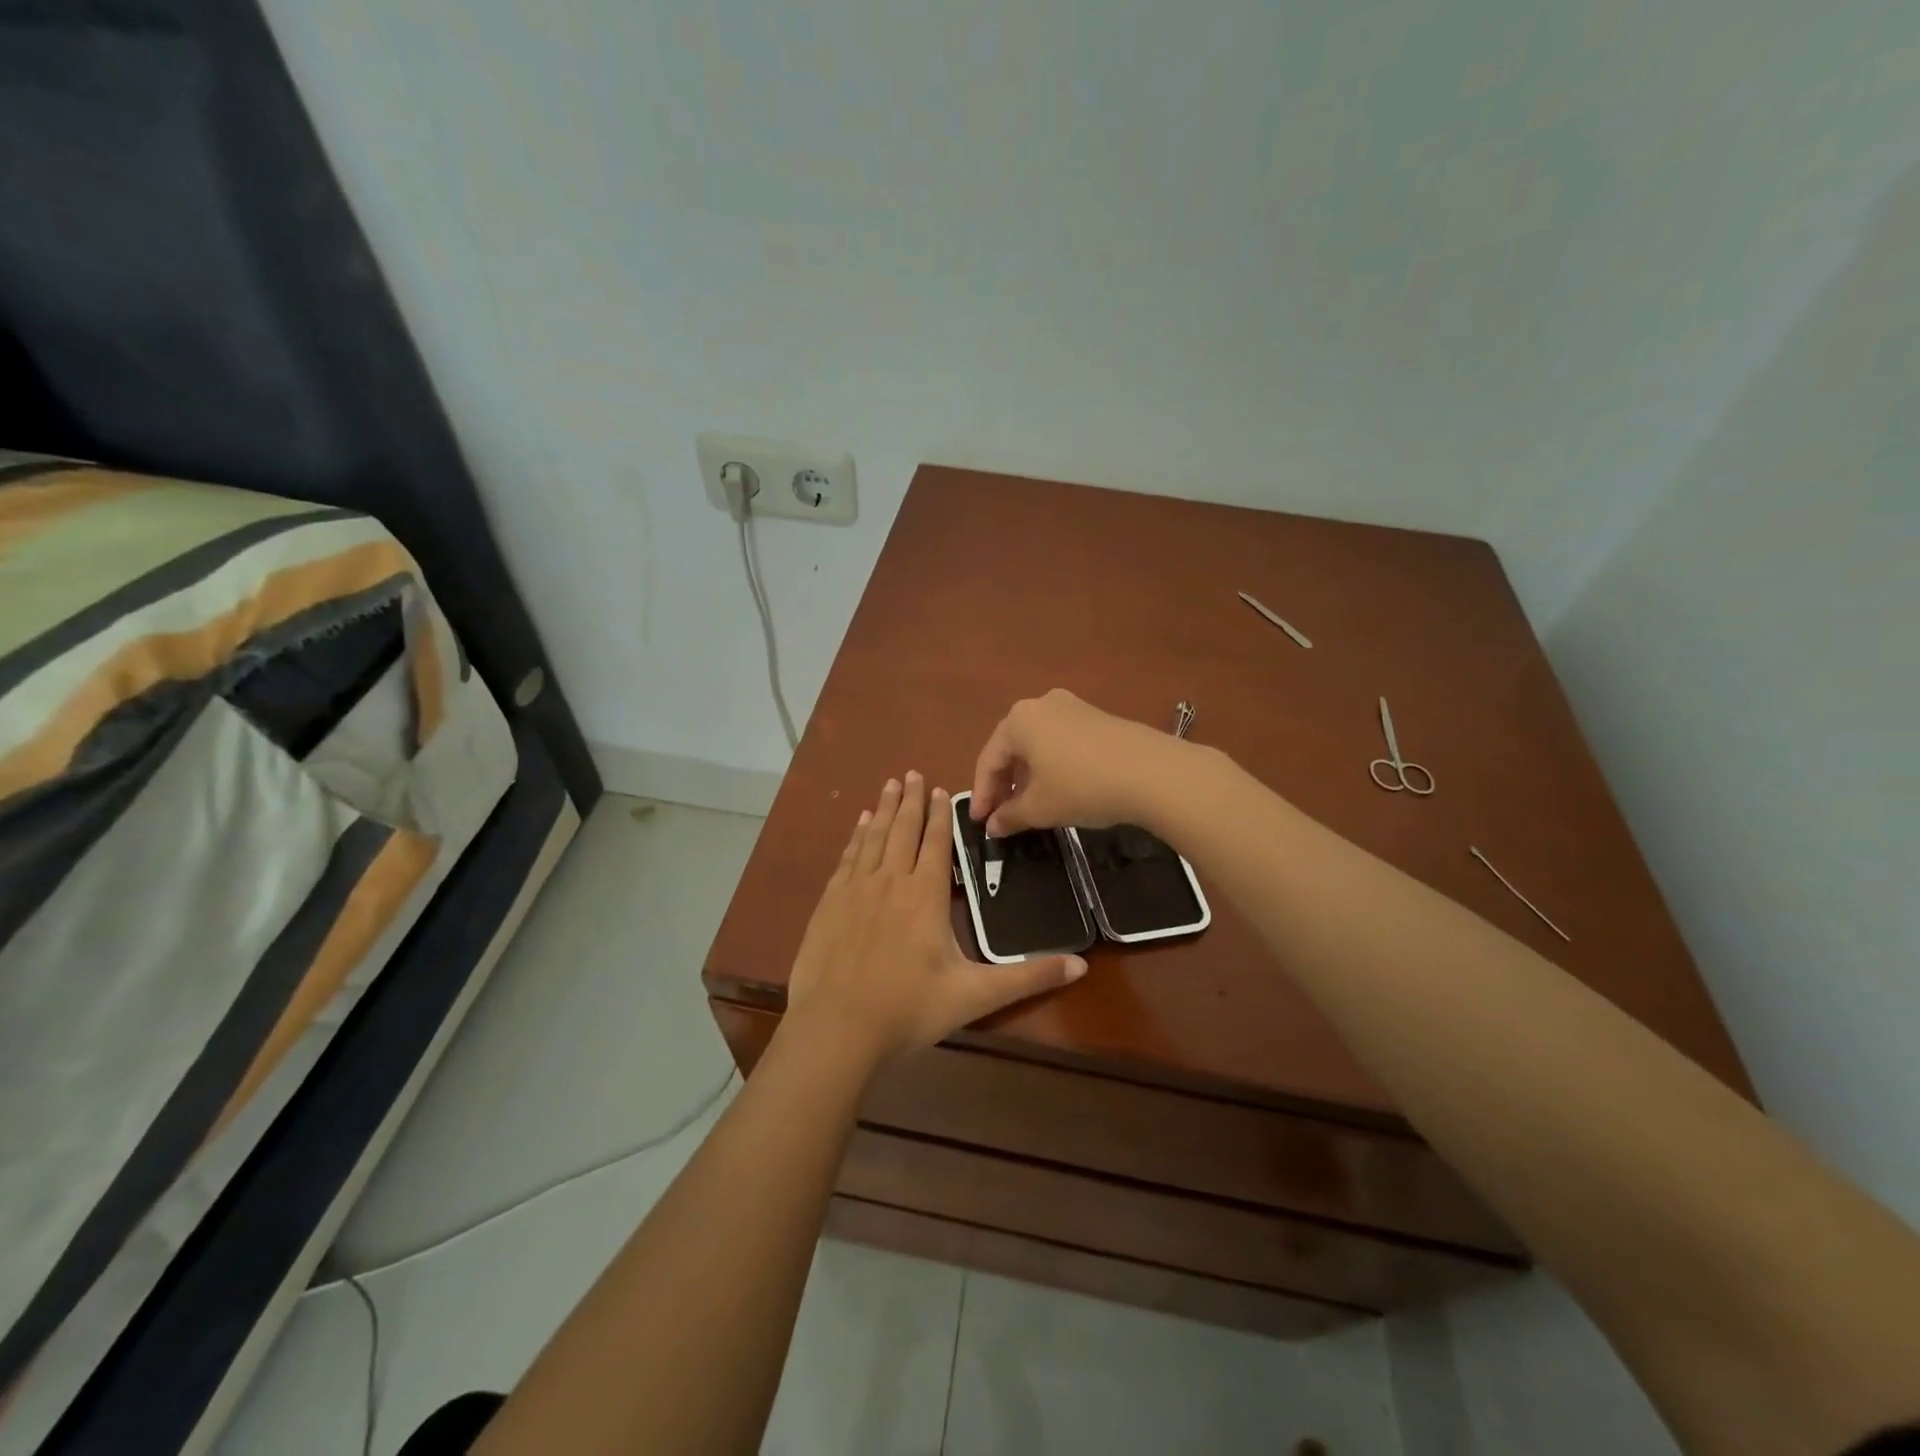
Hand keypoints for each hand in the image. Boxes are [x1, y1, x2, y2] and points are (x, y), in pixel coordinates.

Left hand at [784, 773, 1086, 1068]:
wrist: (837, 1029)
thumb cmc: (909, 1009)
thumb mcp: (975, 996)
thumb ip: (1027, 977)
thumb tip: (1081, 966)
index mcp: (925, 895)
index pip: (936, 842)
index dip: (941, 815)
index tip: (942, 789)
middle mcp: (890, 881)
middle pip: (903, 830)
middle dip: (912, 801)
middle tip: (913, 773)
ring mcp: (855, 889)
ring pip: (874, 837)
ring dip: (885, 809)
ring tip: (891, 785)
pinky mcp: (829, 903)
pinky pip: (848, 858)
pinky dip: (856, 837)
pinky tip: (860, 825)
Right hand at [970, 689, 1187, 836]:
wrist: (1152, 772)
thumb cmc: (1082, 786)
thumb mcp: (1040, 807)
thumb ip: (1010, 816)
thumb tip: (993, 826)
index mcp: (1018, 720)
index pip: (989, 760)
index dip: (982, 795)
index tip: (980, 823)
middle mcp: (1042, 705)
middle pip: (1012, 748)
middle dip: (1004, 784)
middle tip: (1001, 816)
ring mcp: (1074, 707)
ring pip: (1038, 745)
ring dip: (1028, 777)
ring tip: (1030, 807)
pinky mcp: (1099, 718)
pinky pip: (1062, 743)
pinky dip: (1053, 767)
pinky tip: (1061, 790)